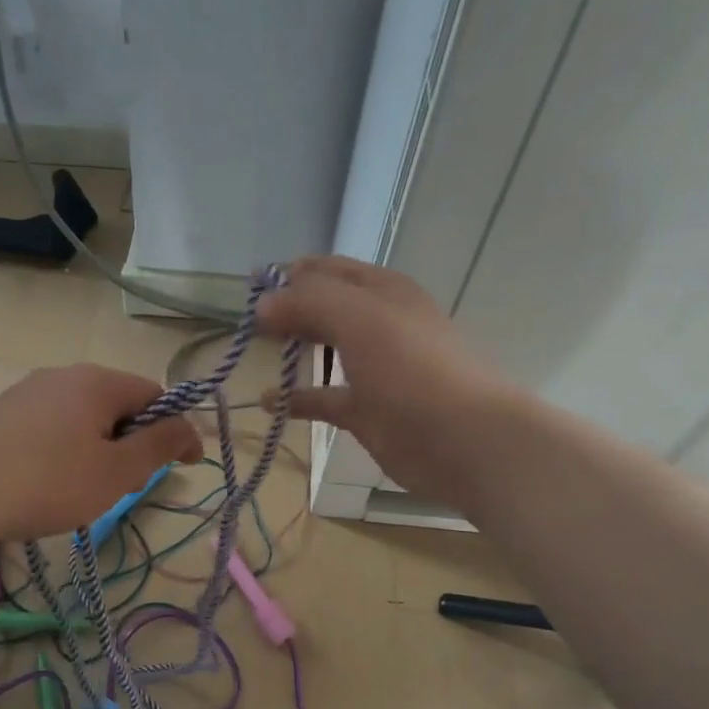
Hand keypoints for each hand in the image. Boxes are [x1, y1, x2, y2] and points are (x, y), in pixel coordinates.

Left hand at [0, 365, 202, 541]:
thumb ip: (160, 445)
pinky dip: (68, 450)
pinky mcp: (4, 414)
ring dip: (101, 448)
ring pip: (85, 417)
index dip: (176, 430)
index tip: (185, 467)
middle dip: (134, 442)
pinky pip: (54, 426)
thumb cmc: (48, 481)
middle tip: (130, 484)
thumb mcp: (117, 471)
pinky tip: (50, 481)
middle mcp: (64, 375)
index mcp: (98, 381)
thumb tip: (190, 427)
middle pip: (119, 404)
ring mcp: (29, 392)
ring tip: (88, 488)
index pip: (156, 395)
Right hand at [258, 257, 509, 506]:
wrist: (460, 438)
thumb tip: (264, 303)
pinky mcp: (367, 410)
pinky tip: (268, 402)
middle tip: (247, 322)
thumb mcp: (358, 317)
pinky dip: (297, 399)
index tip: (250, 286)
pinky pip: (324, 398)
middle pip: (325, 307)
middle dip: (289, 309)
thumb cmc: (410, 368)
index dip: (290, 274)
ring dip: (295, 348)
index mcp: (382, 291)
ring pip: (326, 350)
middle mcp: (378, 324)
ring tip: (256, 351)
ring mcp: (375, 369)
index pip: (328, 270)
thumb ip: (308, 302)